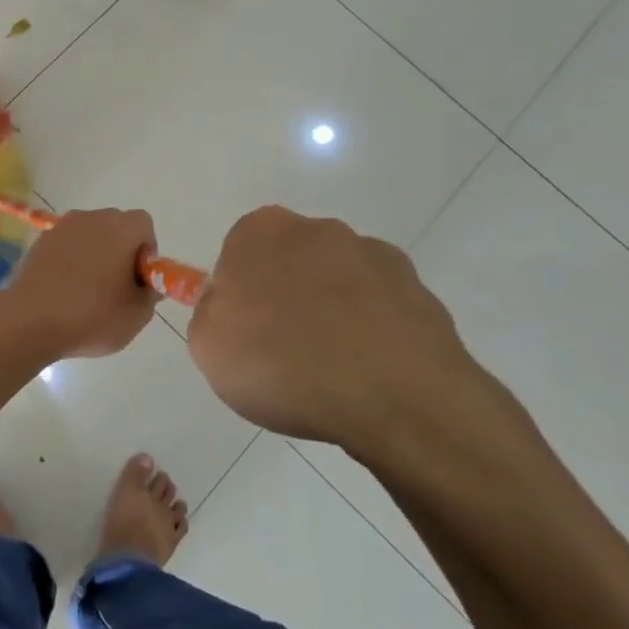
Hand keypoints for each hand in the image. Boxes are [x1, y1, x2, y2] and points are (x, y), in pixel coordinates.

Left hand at [0, 208, 158, 357]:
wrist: (29, 321)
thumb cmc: (91, 316)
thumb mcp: (136, 315)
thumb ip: (150, 293)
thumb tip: (146, 283)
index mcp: (120, 228)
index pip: (143, 224)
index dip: (146, 250)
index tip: (139, 278)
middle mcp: (91, 218)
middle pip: (115, 226)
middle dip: (121, 250)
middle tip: (117, 286)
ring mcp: (61, 228)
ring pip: (89, 235)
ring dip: (95, 254)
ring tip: (88, 291)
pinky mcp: (40, 242)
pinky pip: (66, 245)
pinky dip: (70, 260)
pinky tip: (64, 290)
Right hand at [187, 206, 508, 463]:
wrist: (396, 399)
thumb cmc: (283, 365)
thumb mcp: (208, 345)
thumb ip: (210, 312)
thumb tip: (230, 304)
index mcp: (261, 231)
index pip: (238, 252)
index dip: (239, 294)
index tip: (244, 332)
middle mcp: (319, 229)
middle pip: (290, 261)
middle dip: (287, 296)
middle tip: (283, 352)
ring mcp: (375, 256)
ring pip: (339, 283)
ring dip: (333, 312)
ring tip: (333, 372)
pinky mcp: (420, 291)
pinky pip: (382, 308)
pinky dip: (374, 331)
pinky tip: (370, 373)